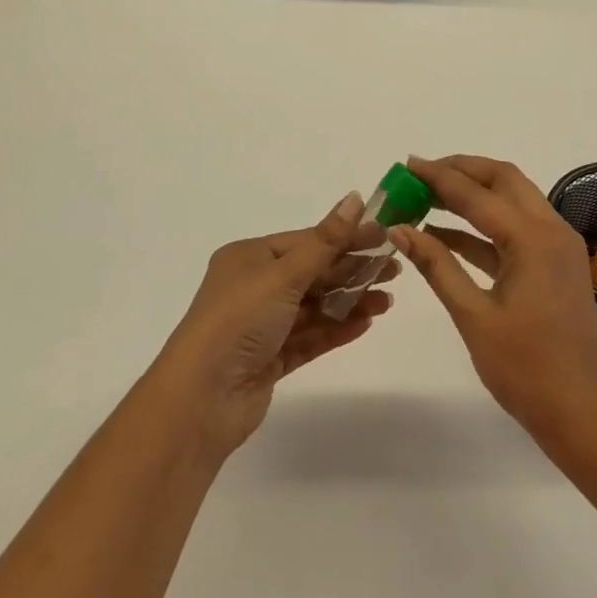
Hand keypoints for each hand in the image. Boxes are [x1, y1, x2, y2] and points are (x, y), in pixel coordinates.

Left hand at [154, 192, 398, 458]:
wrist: (201, 399)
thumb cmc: (239, 320)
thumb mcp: (283, 274)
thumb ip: (325, 241)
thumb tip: (355, 198)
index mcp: (249, 257)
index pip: (306, 241)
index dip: (346, 237)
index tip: (384, 237)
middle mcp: (253, 287)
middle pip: (312, 273)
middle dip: (352, 271)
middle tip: (395, 270)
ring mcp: (261, 325)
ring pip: (314, 307)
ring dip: (349, 301)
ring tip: (387, 301)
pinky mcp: (269, 359)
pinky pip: (309, 337)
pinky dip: (336, 329)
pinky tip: (365, 323)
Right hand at [391, 154, 596, 448]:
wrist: (584, 416)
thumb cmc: (526, 370)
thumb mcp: (473, 316)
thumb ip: (437, 266)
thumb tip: (399, 229)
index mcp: (532, 238)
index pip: (476, 193)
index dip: (438, 177)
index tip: (406, 165)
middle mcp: (551, 230)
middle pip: (503, 180)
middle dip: (461, 170)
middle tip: (421, 173)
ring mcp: (558, 247)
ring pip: (513, 200)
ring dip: (474, 193)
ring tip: (428, 196)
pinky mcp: (556, 265)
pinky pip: (517, 229)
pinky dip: (484, 226)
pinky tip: (447, 234)